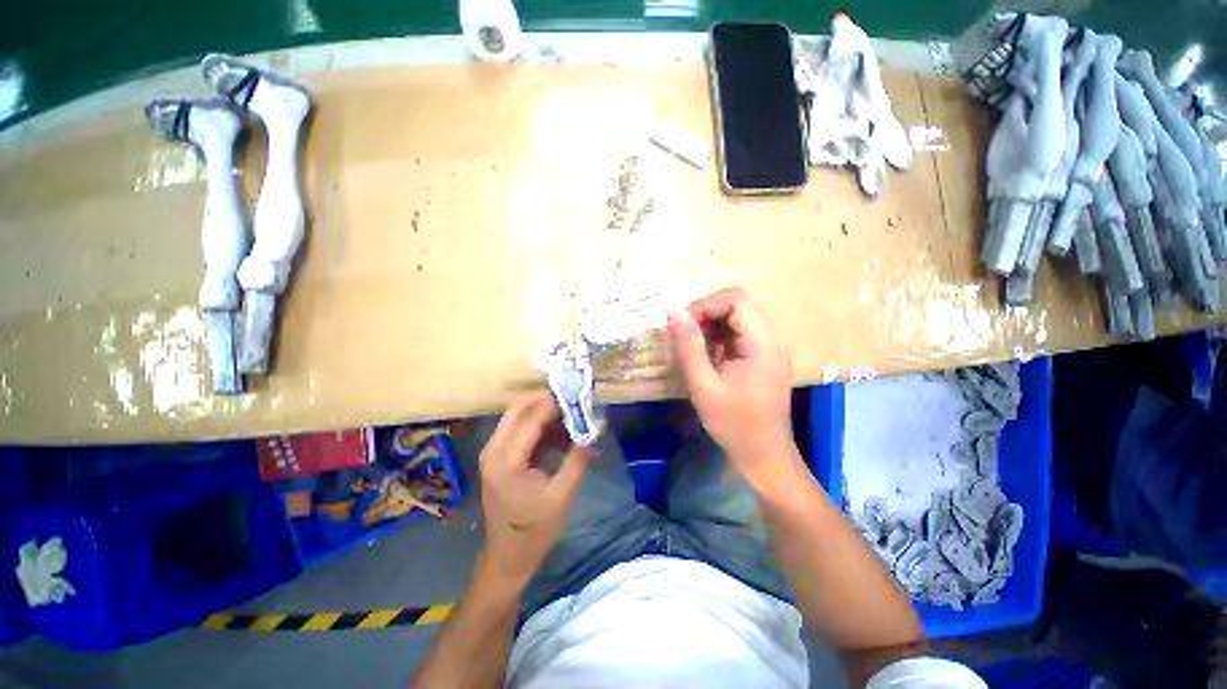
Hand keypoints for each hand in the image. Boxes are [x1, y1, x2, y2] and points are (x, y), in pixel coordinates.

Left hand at [478, 392, 594, 584]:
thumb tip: (598, 427)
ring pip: (518, 415)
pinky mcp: (498, 457)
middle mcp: (493, 449)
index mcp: (506, 460)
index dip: (556, 403)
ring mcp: (493, 452)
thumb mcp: (562, 496)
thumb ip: (579, 459)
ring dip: (544, 412)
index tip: (580, 396)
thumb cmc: (534, 531)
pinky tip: (561, 435)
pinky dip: (540, 426)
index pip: (532, 417)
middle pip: (518, 407)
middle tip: (574, 401)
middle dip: (547, 399)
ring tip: (572, 417)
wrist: (507, 558)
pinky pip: (519, 429)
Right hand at [667, 287, 795, 489]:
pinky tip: (705, 353)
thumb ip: (689, 347)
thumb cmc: (734, 424)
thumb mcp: (704, 386)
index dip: (704, 305)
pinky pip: (737, 331)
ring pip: (736, 315)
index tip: (680, 325)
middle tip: (683, 334)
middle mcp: (771, 338)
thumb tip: (673, 311)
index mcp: (763, 343)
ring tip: (691, 344)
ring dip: (710, 323)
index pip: (735, 301)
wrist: (762, 454)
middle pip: (738, 303)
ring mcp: (768, 346)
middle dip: (705, 312)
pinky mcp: (761, 355)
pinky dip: (717, 334)